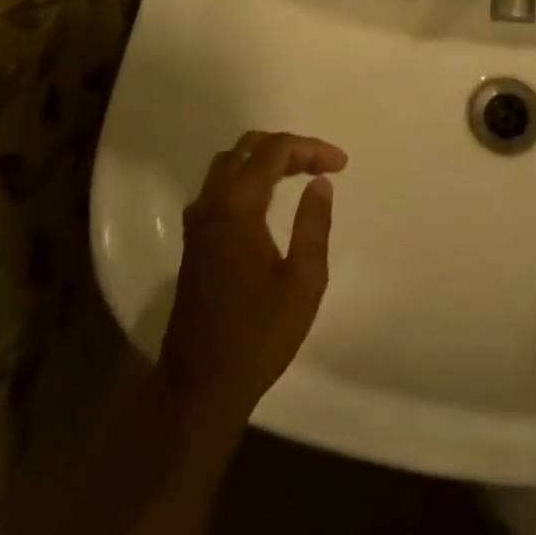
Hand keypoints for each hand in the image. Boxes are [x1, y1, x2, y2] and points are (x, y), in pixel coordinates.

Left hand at [157, 131, 348, 424]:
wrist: (199, 387)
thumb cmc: (258, 334)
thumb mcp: (303, 281)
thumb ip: (313, 224)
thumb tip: (319, 183)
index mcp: (238, 205)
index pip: (275, 151)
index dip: (311, 148)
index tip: (341, 165)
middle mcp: (212, 202)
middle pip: (248, 147)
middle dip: (288, 147)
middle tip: (321, 164)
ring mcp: (198, 220)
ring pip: (230, 163)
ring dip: (265, 159)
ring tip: (299, 174)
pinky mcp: (194, 239)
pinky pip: (220, 186)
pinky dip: (247, 177)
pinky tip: (269, 199)